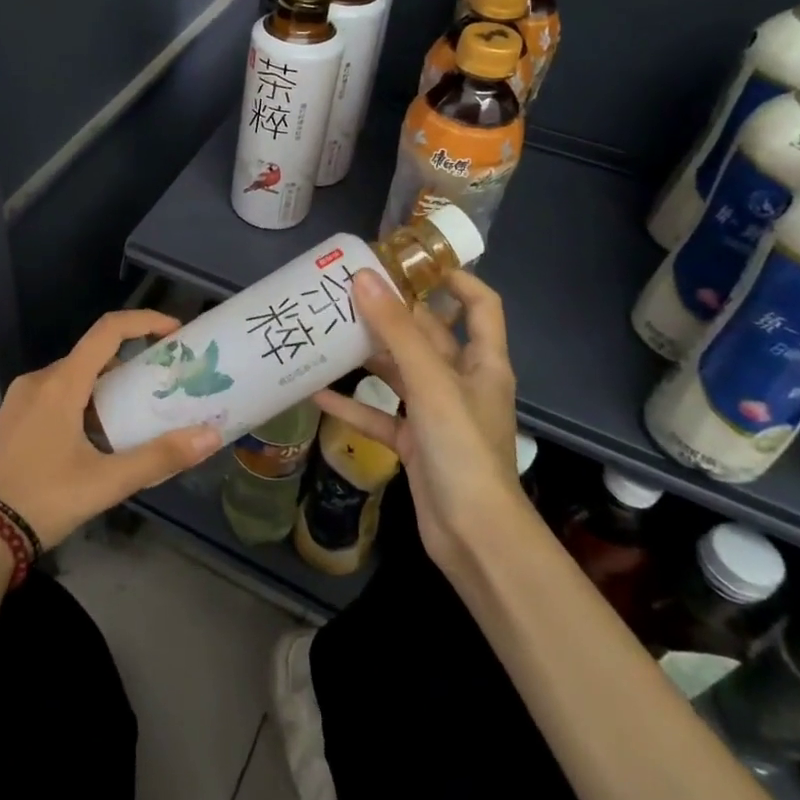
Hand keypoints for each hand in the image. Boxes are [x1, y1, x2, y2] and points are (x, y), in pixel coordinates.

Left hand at [0, 310, 223, 547]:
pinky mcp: (11, 419)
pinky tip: (96, 439)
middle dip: (130, 364)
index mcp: (61, 383)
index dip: (144, 321)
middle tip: (162, 385)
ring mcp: (20, 399)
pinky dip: (83, 403)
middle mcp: (39, 380)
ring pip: (73, 379)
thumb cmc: (41, 499)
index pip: (108, 331)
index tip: (175, 332)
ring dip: (106, 388)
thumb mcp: (105, 482)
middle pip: (93, 356)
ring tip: (135, 415)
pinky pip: (55, 396)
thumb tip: (209, 436)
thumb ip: (158, 458)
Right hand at [313, 268, 524, 574]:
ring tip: (327, 330)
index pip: (480, 305)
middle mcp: (461, 382)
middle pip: (428, 334)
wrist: (474, 536)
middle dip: (393, 312)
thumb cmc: (463, 450)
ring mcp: (437, 413)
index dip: (455, 278)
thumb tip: (363, 277)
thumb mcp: (430, 383)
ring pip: (399, 371)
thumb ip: (395, 331)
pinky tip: (317, 390)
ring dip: (368, 354)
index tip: (411, 262)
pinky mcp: (415, 442)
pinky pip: (380, 413)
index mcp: (482, 362)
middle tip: (348, 290)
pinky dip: (353, 402)